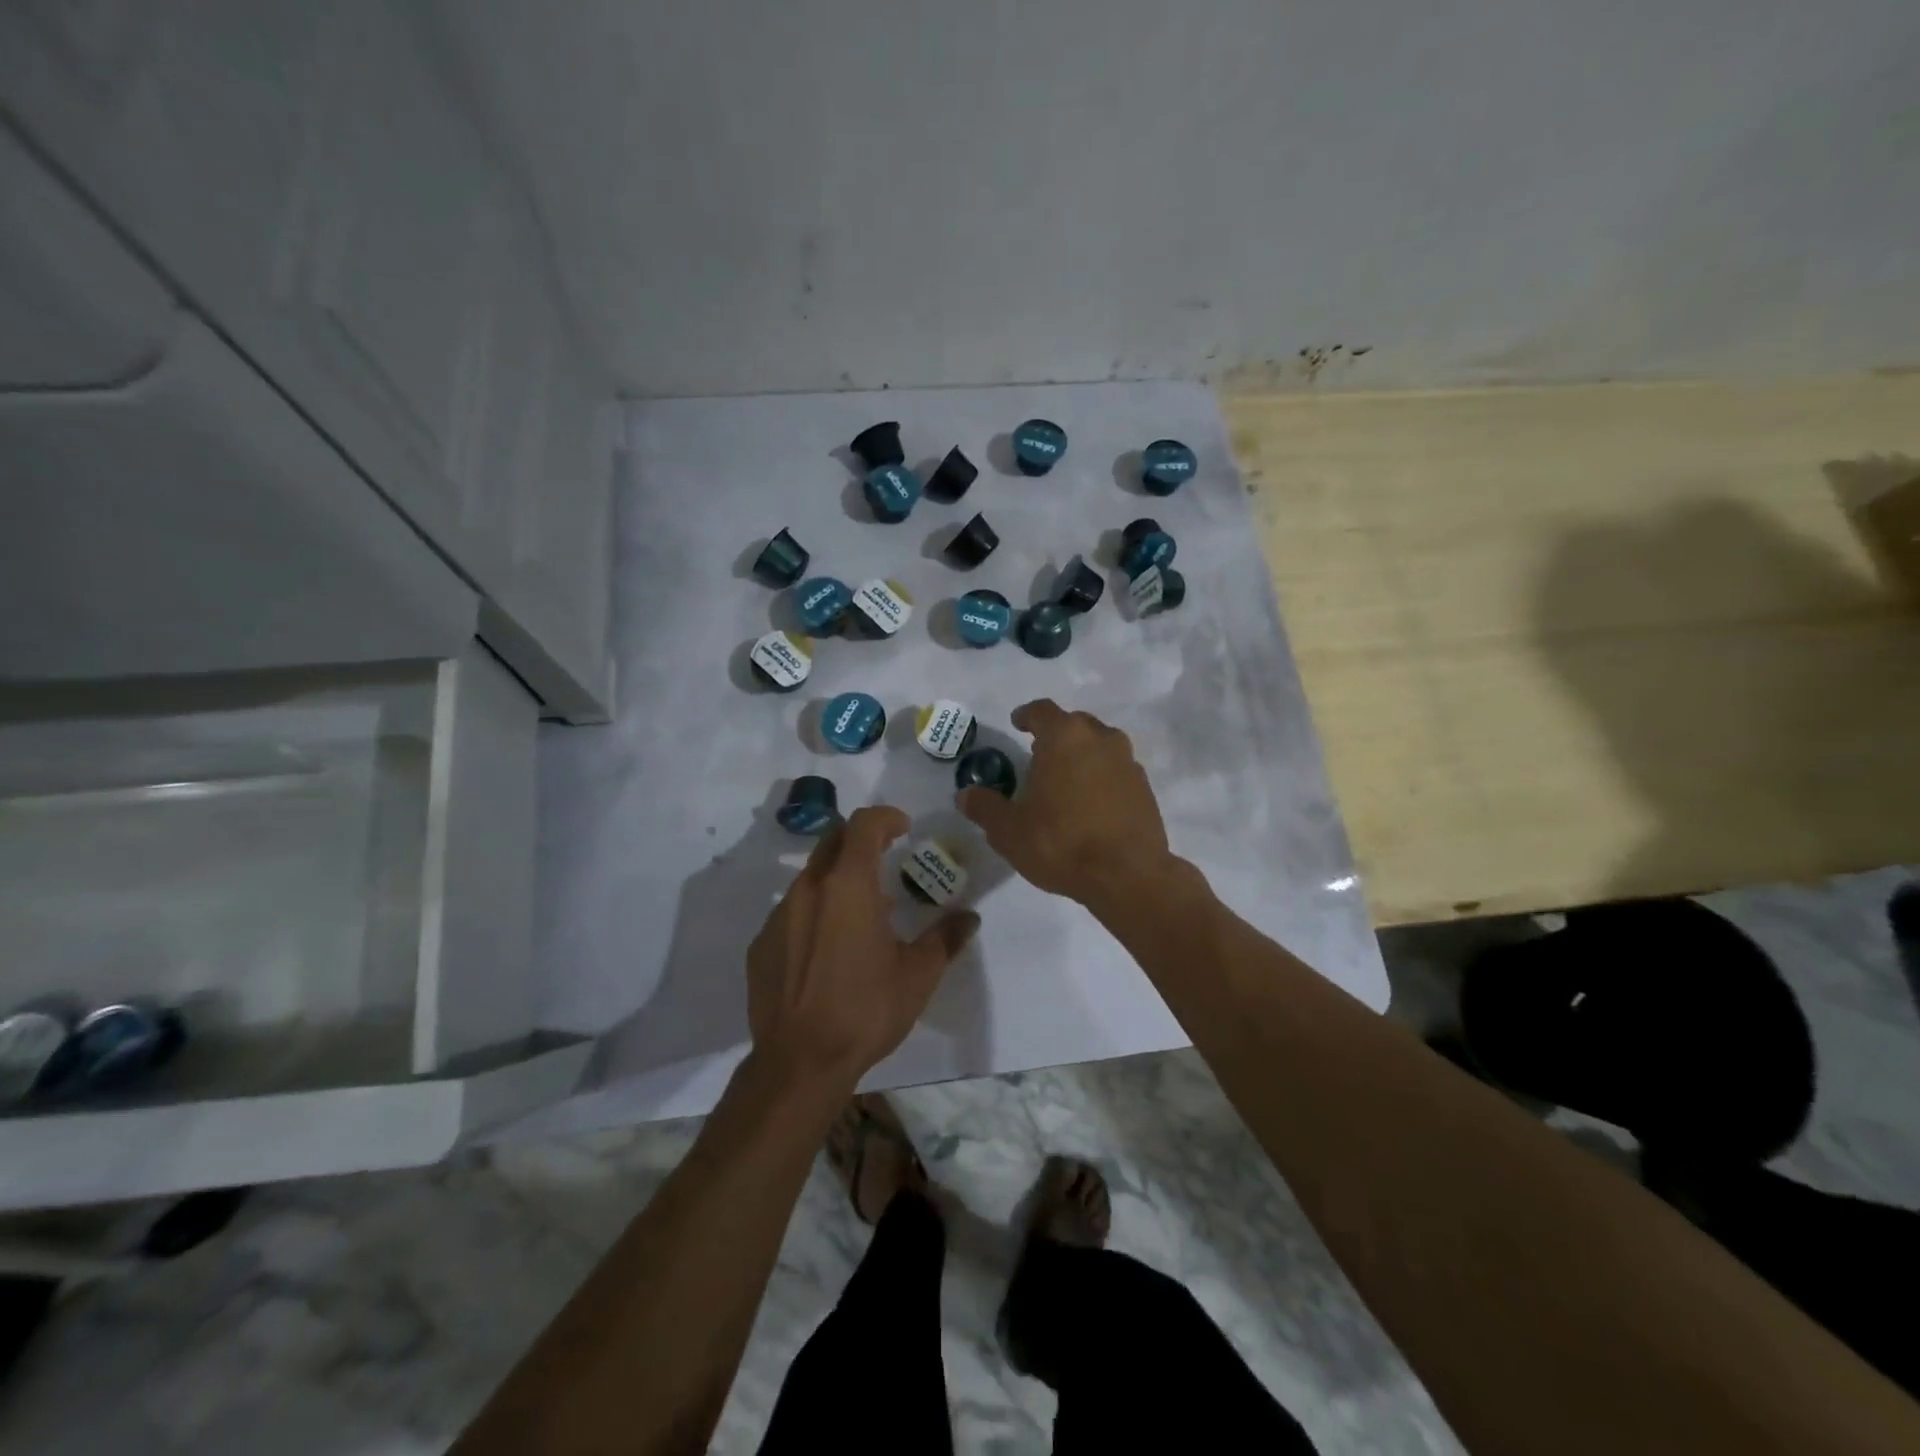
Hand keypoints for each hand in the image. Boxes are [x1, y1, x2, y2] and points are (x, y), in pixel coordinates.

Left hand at [746, 805, 978, 1088]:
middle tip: (886, 859)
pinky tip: (828, 950)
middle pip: (833, 841)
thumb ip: (945, 937)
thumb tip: (969, 917)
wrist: (799, 1063)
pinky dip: (814, 913)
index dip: (886, 817)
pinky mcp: (760, 945)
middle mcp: (808, 889)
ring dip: (838, 880)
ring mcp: (778, 916)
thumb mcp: (918, 975)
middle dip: (861, 840)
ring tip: (862, 913)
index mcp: (848, 885)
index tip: (904, 829)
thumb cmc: (866, 1010)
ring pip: (810, 878)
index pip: (863, 825)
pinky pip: (791, 912)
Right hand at [957, 700, 1171, 908]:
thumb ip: (985, 807)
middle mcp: (1100, 738)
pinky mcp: (1144, 787)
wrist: (1127, 875)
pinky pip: (1115, 770)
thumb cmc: (1060, 843)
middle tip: (1037, 755)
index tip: (1018, 723)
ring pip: (1099, 745)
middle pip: (1074, 724)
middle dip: (1055, 735)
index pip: (1042, 711)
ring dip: (1081, 755)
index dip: (1027, 715)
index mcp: (1064, 737)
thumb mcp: (1009, 831)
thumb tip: (965, 795)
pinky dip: (1101, 777)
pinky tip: (1089, 803)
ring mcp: (1127, 761)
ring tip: (1064, 779)